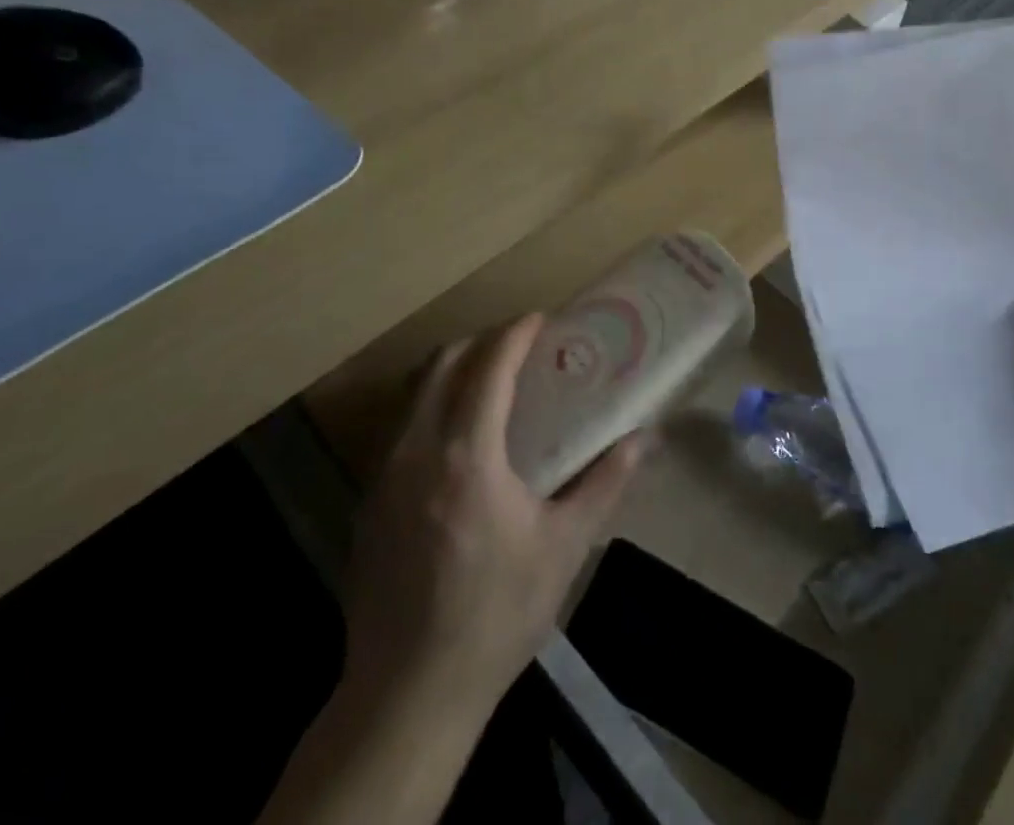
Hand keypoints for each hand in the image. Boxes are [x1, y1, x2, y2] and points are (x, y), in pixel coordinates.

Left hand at [340, 314, 645, 716]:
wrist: (408, 694)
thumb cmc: (497, 614)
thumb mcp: (563, 547)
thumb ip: (605, 483)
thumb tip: (645, 438)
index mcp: (467, 455)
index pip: (489, 367)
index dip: (515, 334)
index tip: (540, 319)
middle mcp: (417, 451)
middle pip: (442, 364)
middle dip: (480, 342)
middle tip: (517, 346)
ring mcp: (383, 476)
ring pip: (414, 394)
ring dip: (452, 372)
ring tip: (488, 383)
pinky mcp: (367, 504)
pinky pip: (400, 429)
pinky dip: (430, 409)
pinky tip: (456, 441)